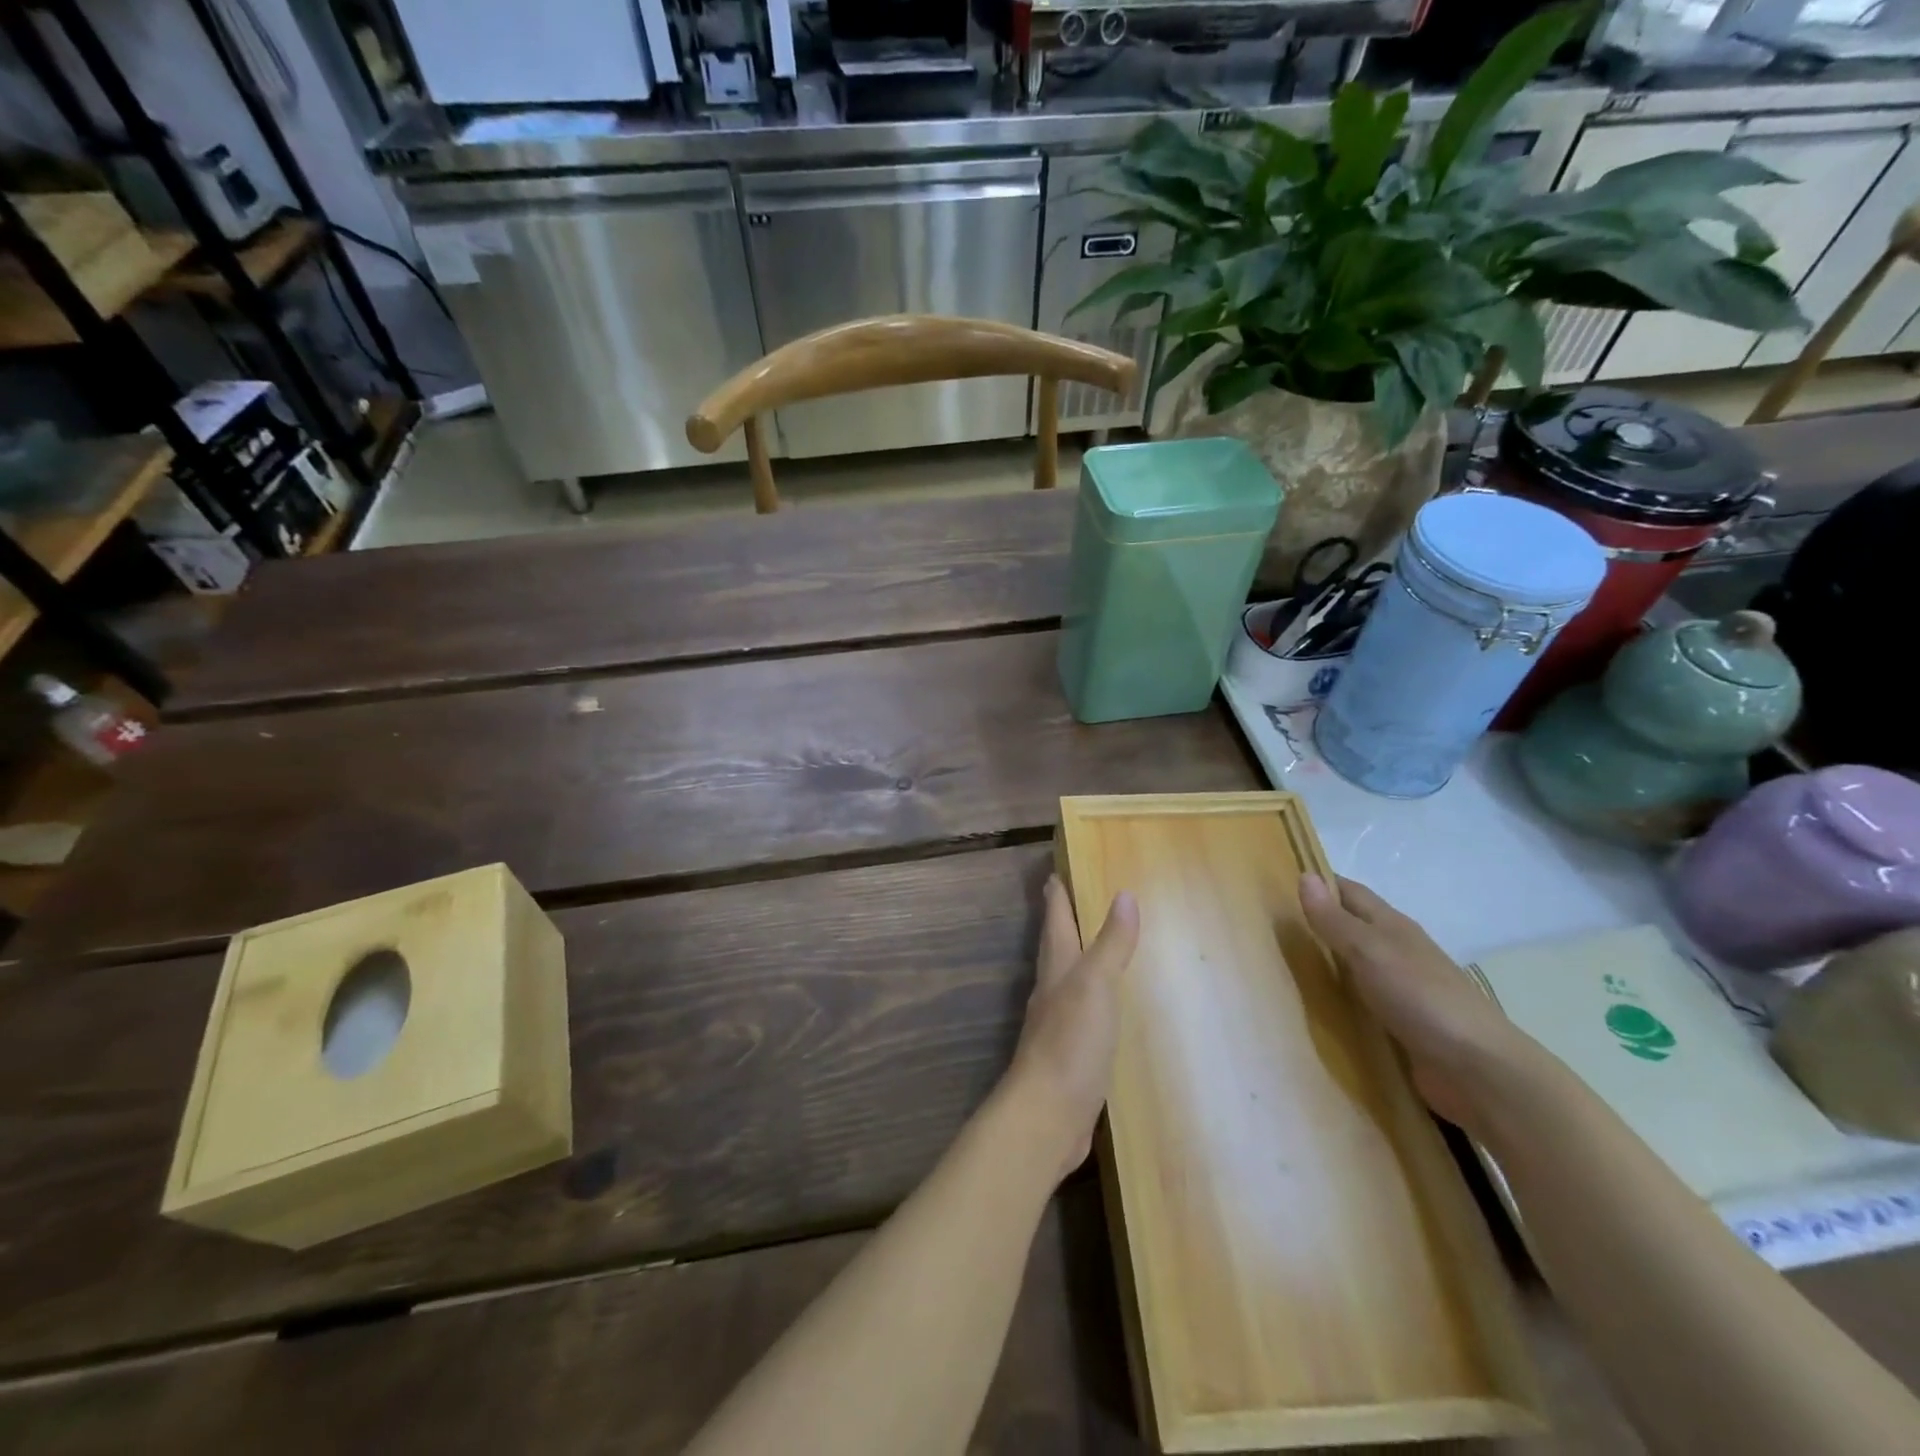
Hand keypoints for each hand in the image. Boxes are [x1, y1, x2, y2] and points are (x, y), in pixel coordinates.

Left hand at [1002, 876, 1139, 1180]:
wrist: (1047, 1115)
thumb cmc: (1071, 1042)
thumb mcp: (1096, 985)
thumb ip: (1111, 944)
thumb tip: (1124, 894)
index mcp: (1057, 970)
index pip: (1055, 922)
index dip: (1056, 897)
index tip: (1053, 873)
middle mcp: (1052, 992)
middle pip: (1055, 948)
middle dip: (1060, 923)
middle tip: (1066, 900)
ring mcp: (1058, 1026)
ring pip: (1065, 981)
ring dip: (1074, 961)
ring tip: (1089, 948)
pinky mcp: (1069, 1057)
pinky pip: (1080, 1015)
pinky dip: (1089, 1001)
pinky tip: (1101, 1010)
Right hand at [1299, 873, 1527, 1135]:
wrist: (1478, 1070)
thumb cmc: (1421, 998)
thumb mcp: (1369, 951)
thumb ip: (1334, 920)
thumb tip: (1304, 876)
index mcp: (1392, 926)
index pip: (1349, 892)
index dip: (1319, 883)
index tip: (1277, 882)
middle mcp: (1396, 952)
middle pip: (1351, 928)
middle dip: (1316, 923)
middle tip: (1267, 926)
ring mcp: (1400, 990)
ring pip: (1353, 966)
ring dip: (1324, 963)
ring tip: (1279, 966)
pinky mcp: (1400, 1025)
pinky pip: (1360, 1003)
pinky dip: (1337, 999)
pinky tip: (1314, 1008)